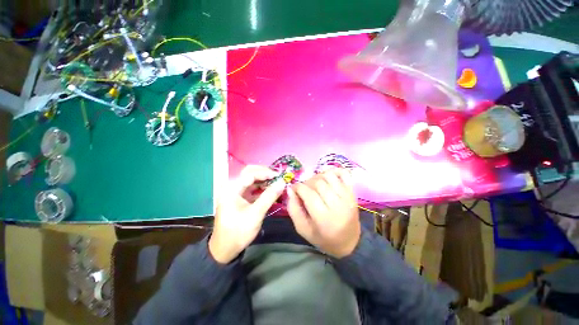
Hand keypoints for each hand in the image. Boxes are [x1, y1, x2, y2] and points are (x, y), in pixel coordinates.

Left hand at [209, 165, 285, 263]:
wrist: (225, 249)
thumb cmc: (238, 231)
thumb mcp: (256, 214)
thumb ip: (269, 196)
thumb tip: (282, 183)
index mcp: (232, 188)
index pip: (250, 173)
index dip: (266, 173)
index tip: (279, 176)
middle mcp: (232, 186)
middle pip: (250, 173)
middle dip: (264, 173)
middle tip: (278, 177)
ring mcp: (236, 192)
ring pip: (251, 180)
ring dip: (264, 180)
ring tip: (276, 183)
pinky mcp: (240, 198)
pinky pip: (252, 188)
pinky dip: (262, 188)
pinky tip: (271, 191)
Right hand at [287, 168, 360, 257]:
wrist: (349, 242)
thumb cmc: (323, 238)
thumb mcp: (303, 229)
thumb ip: (293, 209)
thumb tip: (290, 189)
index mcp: (324, 218)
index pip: (308, 193)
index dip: (297, 187)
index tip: (294, 189)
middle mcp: (337, 204)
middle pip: (318, 182)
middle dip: (306, 182)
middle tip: (304, 189)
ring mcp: (347, 196)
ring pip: (329, 175)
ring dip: (318, 176)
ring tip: (315, 184)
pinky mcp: (352, 192)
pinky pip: (344, 173)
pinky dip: (334, 171)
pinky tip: (327, 177)